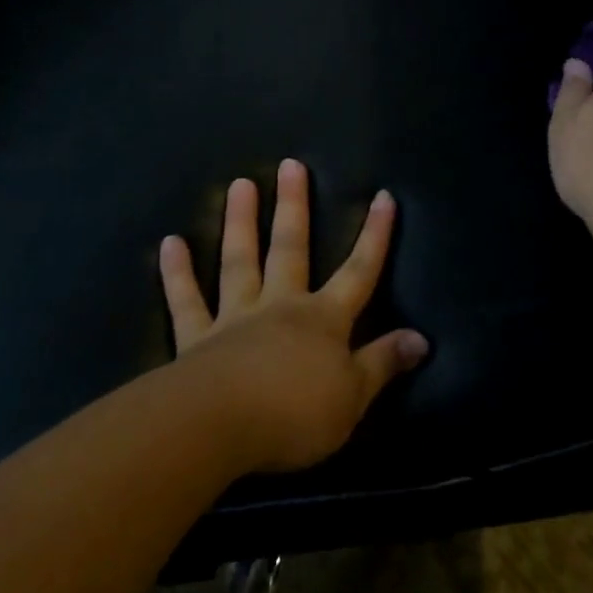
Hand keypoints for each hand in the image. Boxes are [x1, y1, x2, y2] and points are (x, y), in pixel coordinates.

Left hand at [160, 158, 429, 474]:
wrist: (219, 427)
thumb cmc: (295, 414)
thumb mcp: (354, 397)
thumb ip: (384, 363)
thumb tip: (422, 339)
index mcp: (323, 320)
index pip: (359, 271)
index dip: (374, 235)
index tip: (383, 196)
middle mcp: (280, 307)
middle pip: (290, 248)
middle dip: (294, 207)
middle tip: (290, 165)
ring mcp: (235, 318)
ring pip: (239, 261)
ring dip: (240, 222)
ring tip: (240, 183)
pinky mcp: (195, 340)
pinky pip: (186, 301)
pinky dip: (177, 273)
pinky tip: (170, 243)